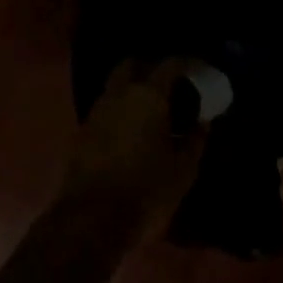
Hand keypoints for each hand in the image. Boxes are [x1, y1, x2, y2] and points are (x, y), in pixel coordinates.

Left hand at [61, 58, 209, 241]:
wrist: (92, 218)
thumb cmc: (147, 191)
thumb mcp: (184, 169)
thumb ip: (195, 139)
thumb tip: (202, 122)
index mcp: (148, 97)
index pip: (170, 64)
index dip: (187, 63)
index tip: (199, 70)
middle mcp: (118, 95)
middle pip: (132, 65)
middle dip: (150, 68)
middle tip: (169, 85)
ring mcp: (95, 113)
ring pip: (114, 87)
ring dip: (131, 91)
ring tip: (151, 111)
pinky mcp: (81, 133)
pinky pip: (104, 110)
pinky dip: (119, 112)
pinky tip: (131, 132)